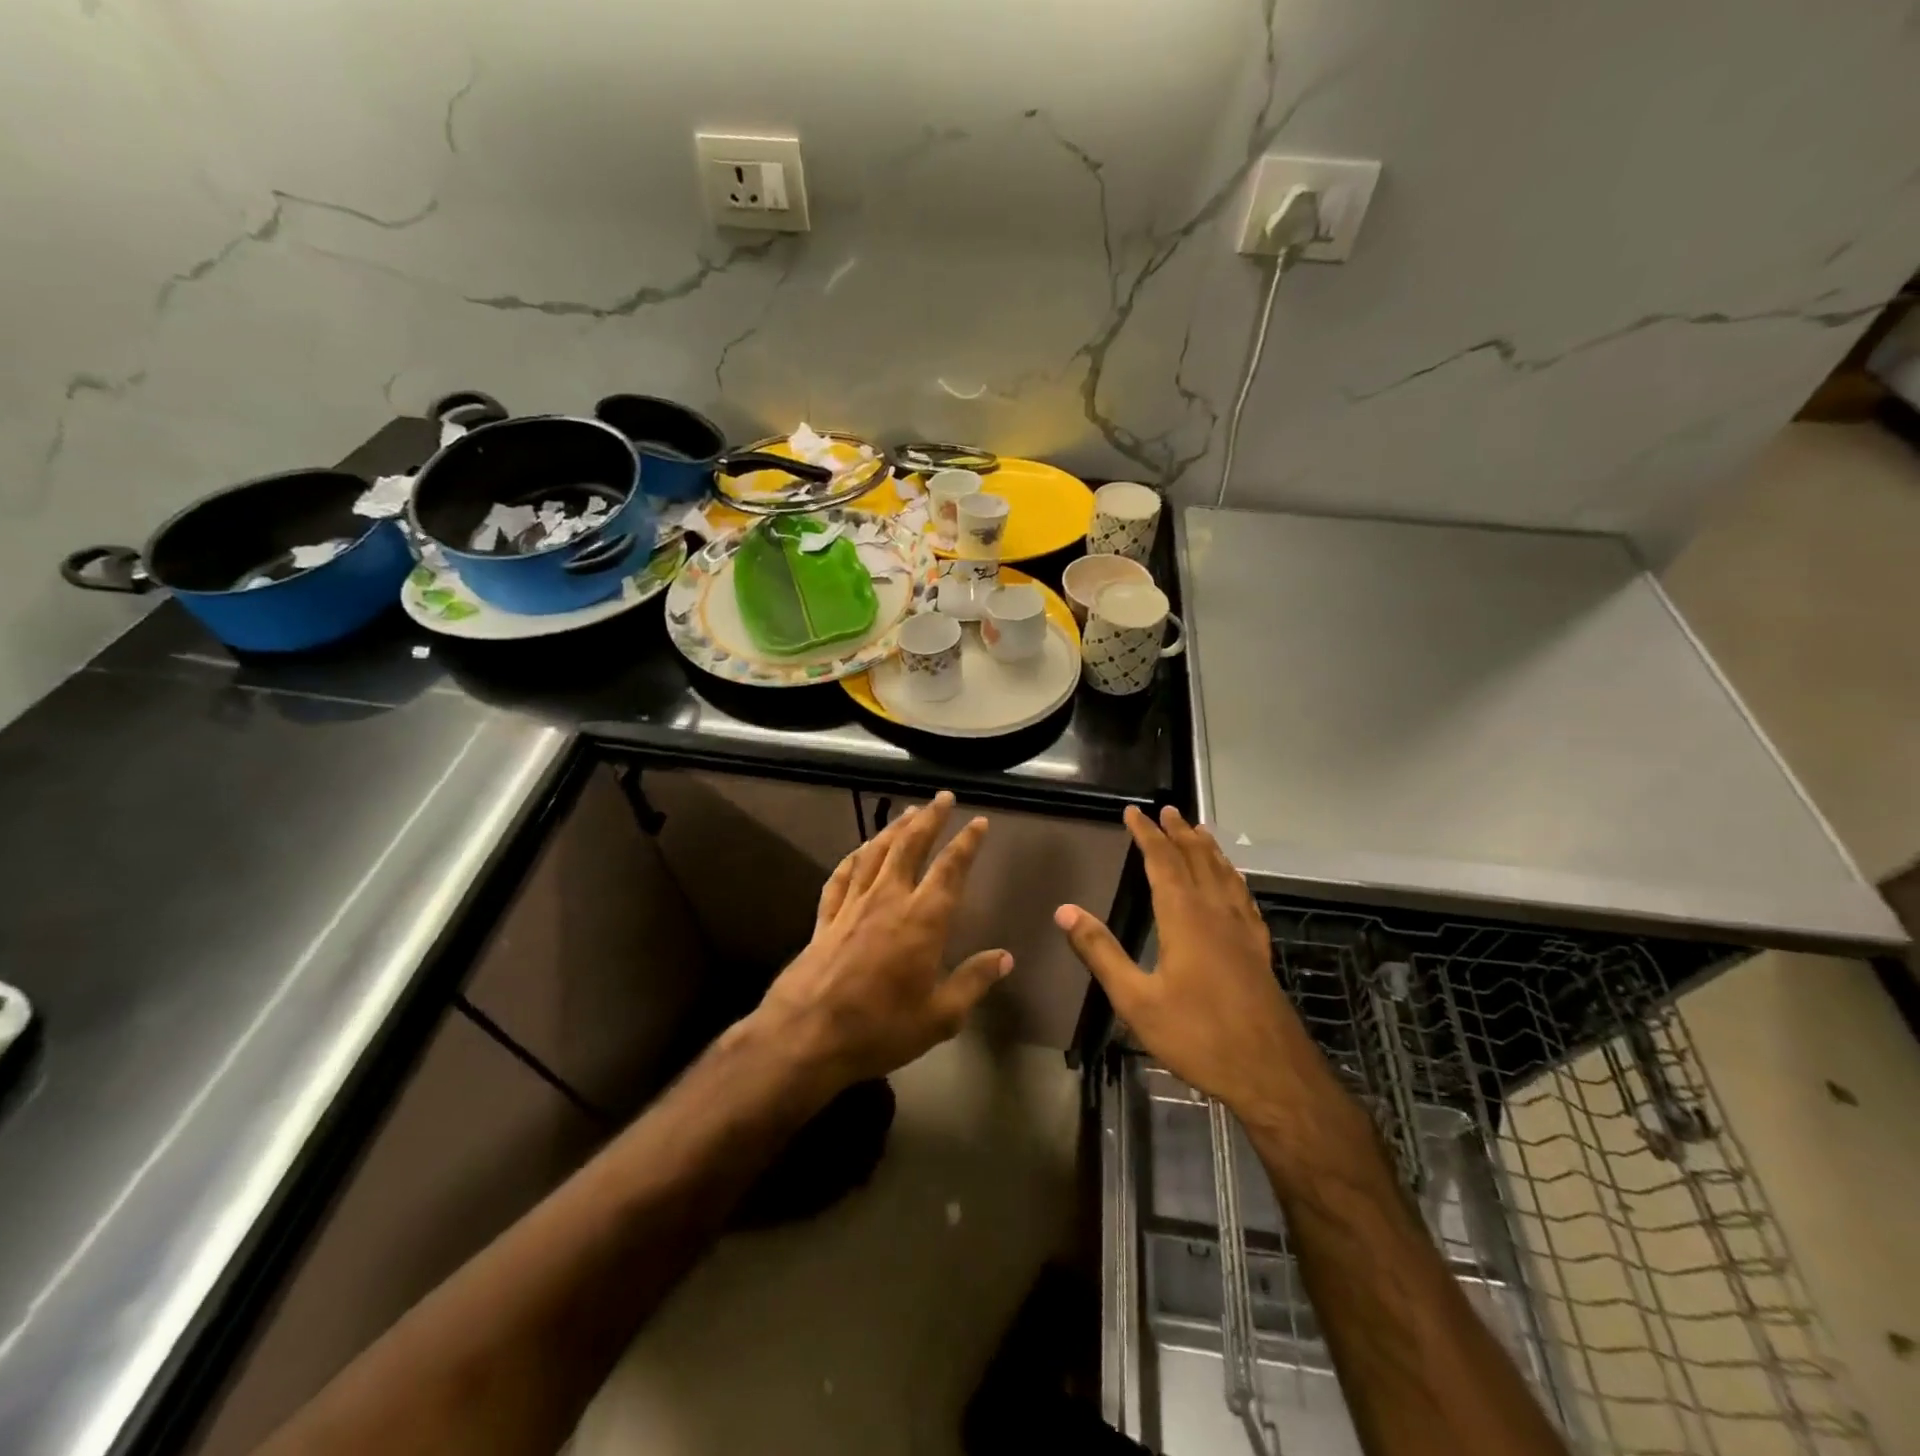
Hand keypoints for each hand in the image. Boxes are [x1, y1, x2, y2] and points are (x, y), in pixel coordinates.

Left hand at [754, 792, 1011, 1088]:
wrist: (807, 1036)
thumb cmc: (881, 1028)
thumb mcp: (940, 1016)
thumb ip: (973, 982)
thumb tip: (1005, 958)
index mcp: (923, 919)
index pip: (950, 868)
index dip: (966, 842)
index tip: (978, 822)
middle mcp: (888, 899)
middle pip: (910, 846)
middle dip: (929, 818)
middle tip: (942, 797)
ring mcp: (853, 905)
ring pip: (875, 853)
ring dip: (893, 829)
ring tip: (907, 812)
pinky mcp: (826, 918)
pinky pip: (841, 877)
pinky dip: (853, 858)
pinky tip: (859, 850)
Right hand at [1054, 805, 1316, 1115]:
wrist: (1271, 1073)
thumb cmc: (1198, 1035)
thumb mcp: (1136, 1000)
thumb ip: (1101, 953)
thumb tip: (1065, 910)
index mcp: (1184, 917)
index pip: (1163, 861)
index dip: (1147, 834)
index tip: (1133, 812)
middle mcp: (1216, 912)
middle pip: (1197, 859)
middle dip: (1179, 832)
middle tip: (1167, 809)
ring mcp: (1242, 930)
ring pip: (1224, 874)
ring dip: (1208, 848)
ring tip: (1199, 830)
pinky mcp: (1258, 949)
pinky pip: (1244, 898)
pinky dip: (1234, 878)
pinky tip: (1235, 881)